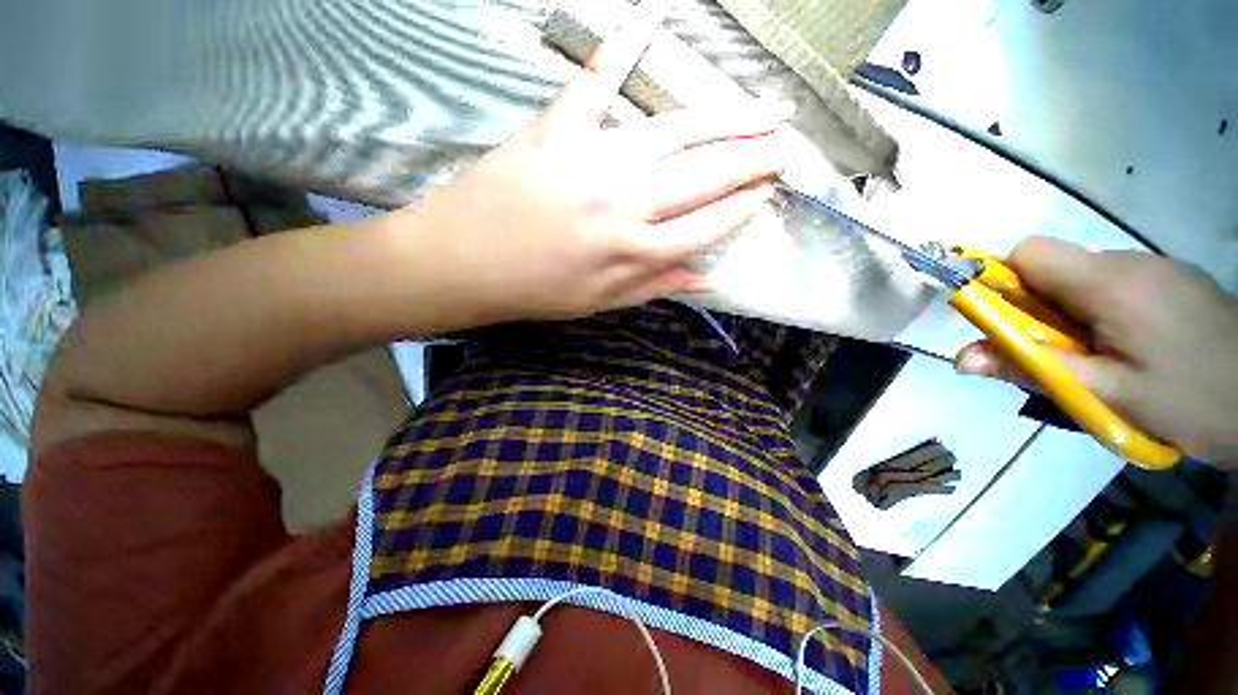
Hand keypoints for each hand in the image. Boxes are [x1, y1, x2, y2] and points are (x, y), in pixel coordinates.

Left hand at [388, 8, 793, 322]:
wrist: (461, 264)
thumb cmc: (533, 290)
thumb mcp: (600, 303)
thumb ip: (656, 287)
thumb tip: (709, 278)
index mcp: (633, 253)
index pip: (708, 225)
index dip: (743, 207)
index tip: (767, 192)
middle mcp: (624, 206)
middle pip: (706, 176)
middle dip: (754, 159)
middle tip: (786, 144)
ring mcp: (591, 161)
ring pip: (675, 132)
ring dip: (726, 118)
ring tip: (764, 109)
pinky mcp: (555, 129)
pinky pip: (595, 83)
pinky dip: (621, 47)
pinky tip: (652, 17)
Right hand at [956, 236, 1237, 464]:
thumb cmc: (1190, 401)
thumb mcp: (1105, 395)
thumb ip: (1031, 369)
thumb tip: (961, 358)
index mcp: (1110, 283)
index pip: (1029, 253)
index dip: (1006, 282)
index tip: (1011, 321)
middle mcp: (1129, 261)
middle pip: (1054, 266)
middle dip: (1038, 306)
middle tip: (1059, 353)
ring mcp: (1156, 267)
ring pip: (1083, 277)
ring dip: (1072, 312)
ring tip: (1101, 358)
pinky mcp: (1172, 278)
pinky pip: (1115, 283)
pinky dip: (1103, 310)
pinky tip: (1132, 346)